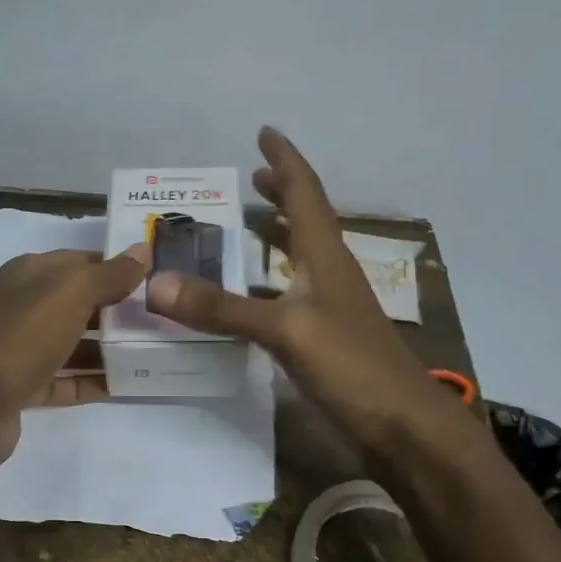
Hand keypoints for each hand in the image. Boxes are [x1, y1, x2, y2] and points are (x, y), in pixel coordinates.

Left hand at [0, 245, 150, 476]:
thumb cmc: (24, 335)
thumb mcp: (72, 293)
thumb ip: (110, 274)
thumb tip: (143, 250)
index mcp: (30, 275)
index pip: (81, 261)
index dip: (117, 266)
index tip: (157, 277)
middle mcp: (24, 307)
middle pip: (79, 304)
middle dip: (119, 310)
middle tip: (163, 318)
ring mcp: (22, 349)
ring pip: (74, 344)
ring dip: (109, 349)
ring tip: (153, 353)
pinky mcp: (24, 387)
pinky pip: (66, 381)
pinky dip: (93, 382)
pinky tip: (127, 385)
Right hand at [144, 127, 468, 460]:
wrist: (404, 428)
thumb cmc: (353, 368)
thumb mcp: (285, 332)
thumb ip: (222, 308)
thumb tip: (156, 283)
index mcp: (326, 258)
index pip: (305, 194)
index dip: (286, 162)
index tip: (265, 133)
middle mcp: (331, 274)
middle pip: (308, 220)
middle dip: (282, 194)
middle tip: (253, 177)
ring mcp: (333, 308)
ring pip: (304, 256)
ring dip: (280, 233)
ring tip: (252, 222)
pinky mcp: (328, 339)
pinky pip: (295, 292)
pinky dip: (274, 279)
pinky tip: (258, 293)